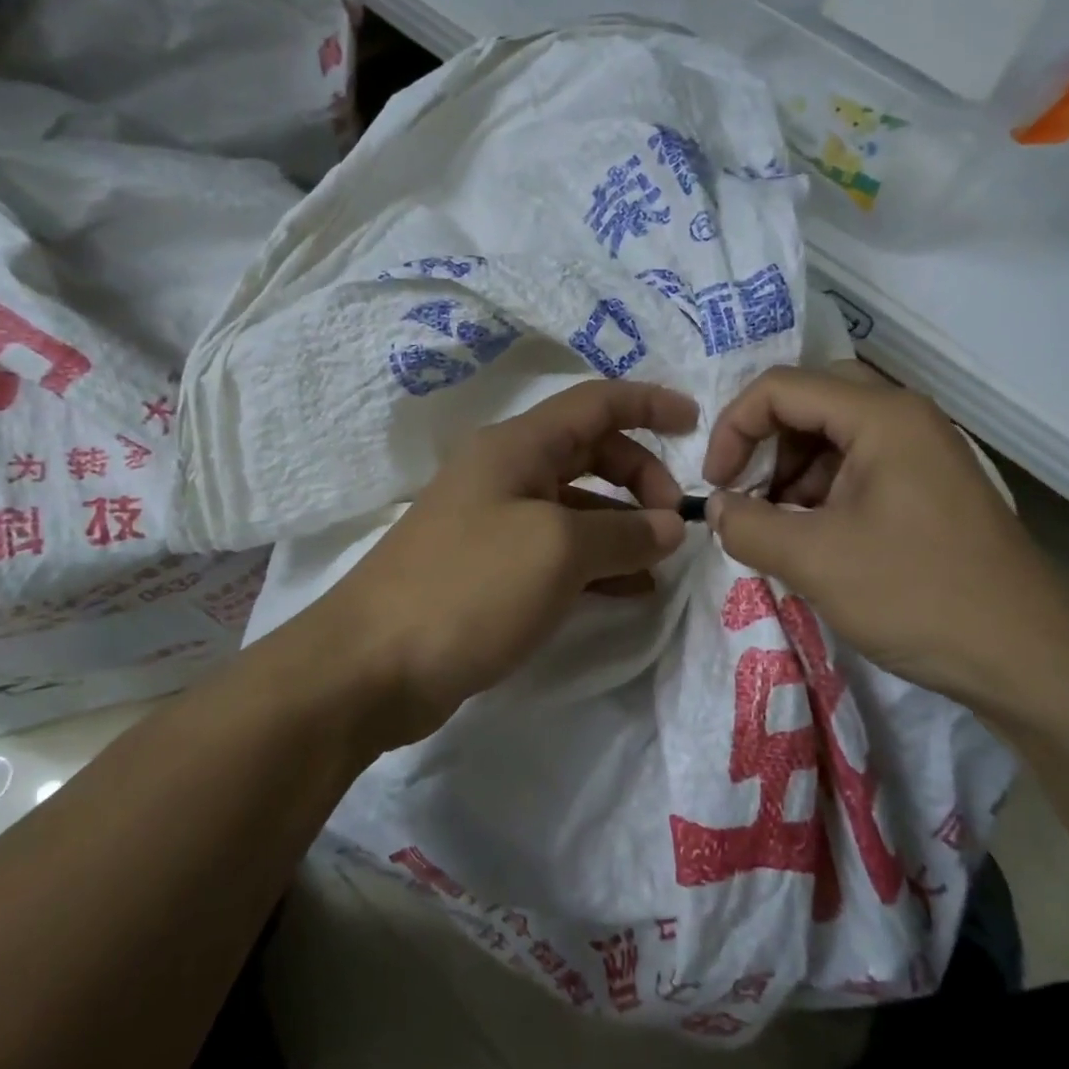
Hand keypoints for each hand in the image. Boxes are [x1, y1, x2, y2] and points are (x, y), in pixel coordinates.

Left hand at [309, 379, 696, 746]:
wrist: (370, 665)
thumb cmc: (468, 587)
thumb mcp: (558, 550)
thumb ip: (625, 533)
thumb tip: (670, 527)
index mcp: (517, 447)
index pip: (596, 403)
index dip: (649, 404)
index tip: (697, 424)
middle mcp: (505, 473)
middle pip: (589, 452)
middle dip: (640, 476)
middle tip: (674, 521)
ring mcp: (495, 523)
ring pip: (577, 506)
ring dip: (623, 525)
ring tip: (661, 562)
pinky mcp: (490, 570)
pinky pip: (559, 550)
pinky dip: (597, 562)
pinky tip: (628, 591)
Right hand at [702, 367, 1068, 718]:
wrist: (1028, 660)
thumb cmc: (917, 595)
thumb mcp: (814, 560)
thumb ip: (747, 525)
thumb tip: (715, 508)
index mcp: (882, 416)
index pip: (780, 388)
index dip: (733, 428)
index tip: (715, 485)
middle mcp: (905, 418)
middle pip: (809, 402)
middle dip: (764, 445)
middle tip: (747, 495)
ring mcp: (922, 453)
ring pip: (832, 435)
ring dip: (791, 471)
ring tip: (778, 527)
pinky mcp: (929, 488)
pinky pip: (858, 467)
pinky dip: (821, 492)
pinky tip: (814, 539)